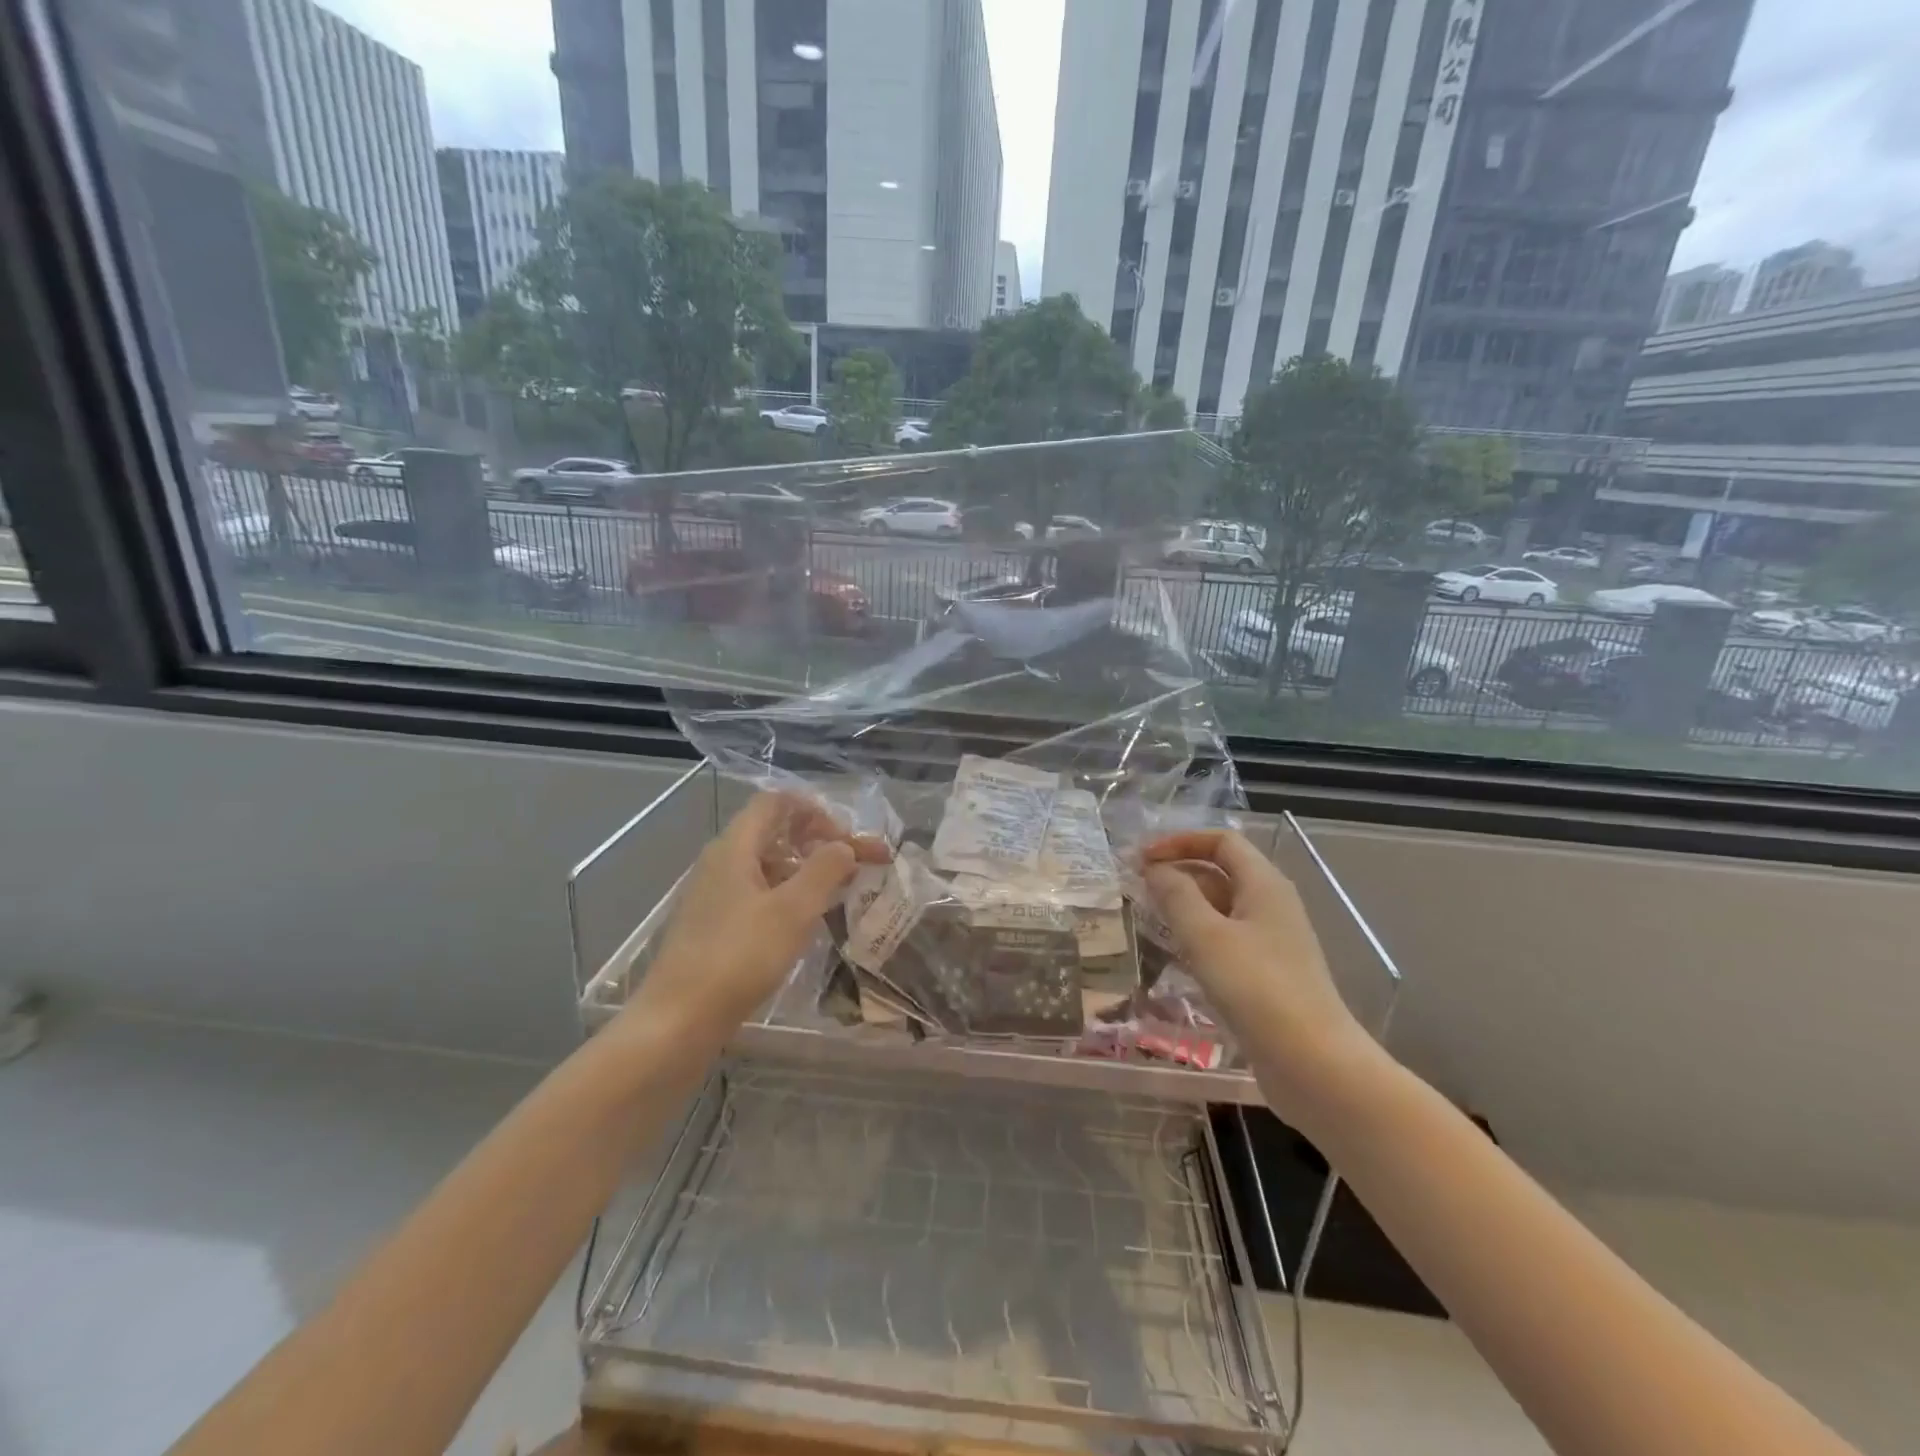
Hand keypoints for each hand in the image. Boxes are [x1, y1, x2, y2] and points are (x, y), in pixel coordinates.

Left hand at [627, 792, 888, 1039]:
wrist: (678, 1020)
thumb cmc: (739, 957)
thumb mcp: (793, 910)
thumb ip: (824, 869)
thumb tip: (843, 847)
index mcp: (735, 847)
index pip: (776, 802)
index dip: (815, 811)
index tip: (845, 839)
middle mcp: (720, 862)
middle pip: (773, 832)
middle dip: (817, 842)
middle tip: (852, 865)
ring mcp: (712, 895)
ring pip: (766, 865)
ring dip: (804, 871)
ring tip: (836, 895)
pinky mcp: (712, 925)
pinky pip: (755, 894)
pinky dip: (785, 896)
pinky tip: (803, 924)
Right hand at [1142, 830, 1376, 1122]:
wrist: (1313, 1063)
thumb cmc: (1256, 988)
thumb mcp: (1205, 936)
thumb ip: (1175, 895)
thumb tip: (1155, 869)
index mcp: (1264, 884)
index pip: (1221, 841)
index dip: (1180, 841)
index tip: (1142, 859)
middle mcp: (1272, 905)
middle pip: (1221, 871)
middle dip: (1178, 872)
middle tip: (1135, 888)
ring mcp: (1272, 941)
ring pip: (1222, 908)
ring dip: (1185, 905)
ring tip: (1147, 918)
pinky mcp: (1268, 974)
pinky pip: (1227, 939)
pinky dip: (1198, 936)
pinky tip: (1175, 956)